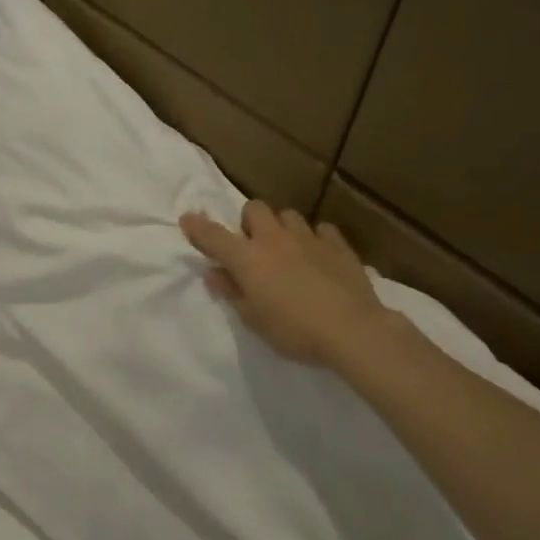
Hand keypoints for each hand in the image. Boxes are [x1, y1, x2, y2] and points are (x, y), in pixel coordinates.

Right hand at [181, 201, 393, 368]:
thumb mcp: (253, 319)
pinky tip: (318, 256)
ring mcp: (309, 238)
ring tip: (287, 250)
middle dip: (248, 222)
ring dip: (281, 228)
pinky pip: (321, 230)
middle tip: (252, 246)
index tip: (187, 219)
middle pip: (254, 209)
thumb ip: (231, 291)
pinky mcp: (338, 245)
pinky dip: (315, 239)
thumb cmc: (294, 331)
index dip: (197, 227)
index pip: (213, 236)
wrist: (352, 330)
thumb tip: (214, 272)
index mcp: (247, 258)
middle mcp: (274, 239)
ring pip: (288, 215)